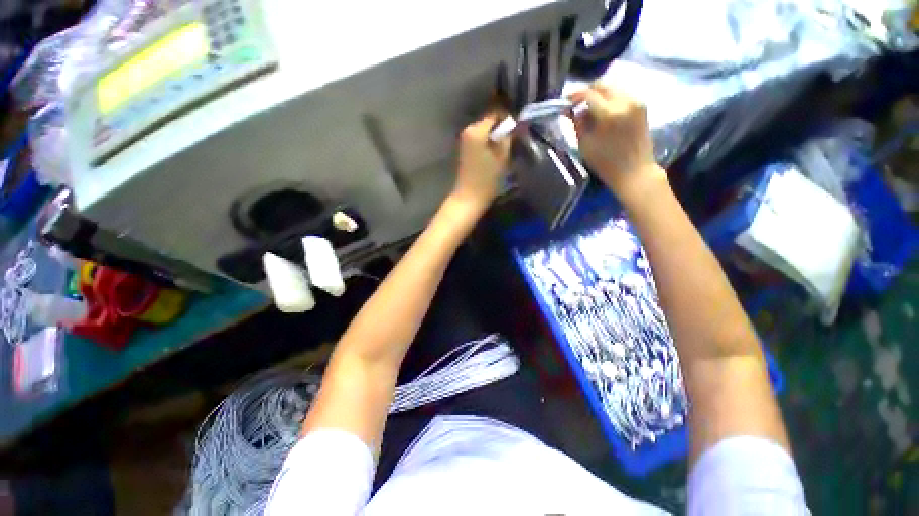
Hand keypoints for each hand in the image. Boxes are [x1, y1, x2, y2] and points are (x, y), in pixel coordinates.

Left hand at [450, 112, 511, 214]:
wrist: (469, 198)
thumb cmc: (486, 179)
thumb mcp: (502, 157)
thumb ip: (508, 136)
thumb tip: (515, 123)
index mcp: (476, 130)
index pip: (496, 113)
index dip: (509, 119)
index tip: (520, 128)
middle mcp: (468, 130)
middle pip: (490, 121)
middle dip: (503, 127)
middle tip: (516, 137)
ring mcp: (465, 140)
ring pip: (486, 131)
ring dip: (497, 135)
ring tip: (508, 145)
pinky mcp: (465, 150)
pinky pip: (481, 139)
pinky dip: (489, 142)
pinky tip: (497, 152)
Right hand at [569, 84, 666, 203]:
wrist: (634, 171)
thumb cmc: (605, 163)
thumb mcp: (585, 144)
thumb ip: (578, 123)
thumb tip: (573, 109)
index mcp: (609, 113)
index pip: (589, 93)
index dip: (575, 95)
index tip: (566, 101)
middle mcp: (625, 101)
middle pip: (603, 85)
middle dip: (588, 92)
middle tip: (577, 103)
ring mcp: (636, 102)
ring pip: (613, 88)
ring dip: (600, 95)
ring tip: (591, 110)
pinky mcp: (642, 106)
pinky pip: (622, 95)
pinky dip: (610, 99)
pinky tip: (604, 113)